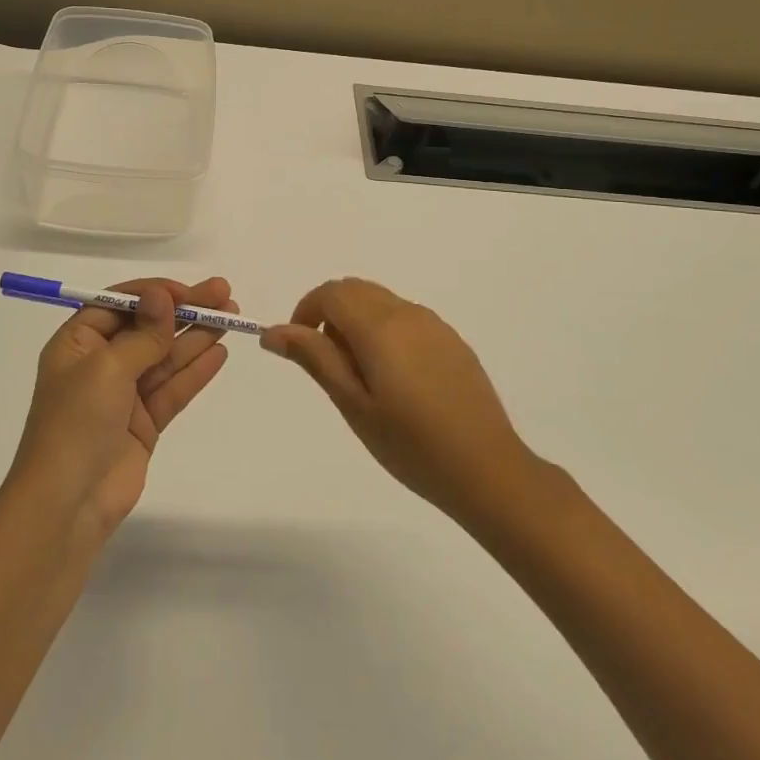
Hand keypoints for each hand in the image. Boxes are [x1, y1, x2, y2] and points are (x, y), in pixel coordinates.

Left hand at [9, 277, 233, 540]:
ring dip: (197, 336)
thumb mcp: (107, 367)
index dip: (155, 294)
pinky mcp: (144, 423)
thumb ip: (143, 334)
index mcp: (78, 342)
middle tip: (224, 294)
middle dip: (185, 310)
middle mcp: (100, 363)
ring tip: (232, 318)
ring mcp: (123, 394)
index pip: (120, 304)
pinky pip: (173, 389)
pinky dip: (195, 371)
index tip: (189, 291)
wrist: (68, 503)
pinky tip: (219, 353)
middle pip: (148, 327)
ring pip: (166, 356)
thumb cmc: (76, 422)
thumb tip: (163, 295)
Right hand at [262, 278, 533, 524]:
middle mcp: (408, 313)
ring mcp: (435, 325)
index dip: (306, 311)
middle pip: (356, 291)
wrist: (487, 469)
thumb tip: (273, 331)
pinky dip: (385, 332)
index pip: (331, 292)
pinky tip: (396, 381)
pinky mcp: (453, 341)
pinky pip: (407, 319)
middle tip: (328, 365)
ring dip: (358, 322)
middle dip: (331, 314)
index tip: (300, 348)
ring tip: (361, 378)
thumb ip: (314, 358)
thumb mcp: (352, 404)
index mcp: (379, 325)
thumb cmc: (409, 443)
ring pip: (382, 303)